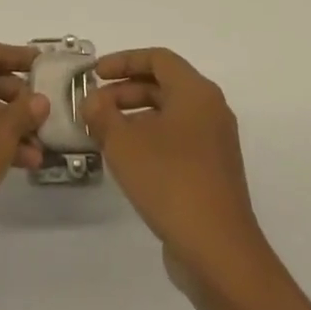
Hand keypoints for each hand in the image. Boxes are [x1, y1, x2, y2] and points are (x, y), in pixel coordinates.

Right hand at [81, 48, 269, 276]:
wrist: (218, 251)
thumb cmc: (170, 182)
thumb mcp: (124, 143)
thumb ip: (102, 114)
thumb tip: (92, 101)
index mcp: (196, 92)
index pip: (157, 58)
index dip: (123, 61)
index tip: (95, 74)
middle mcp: (210, 110)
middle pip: (164, 84)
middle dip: (125, 90)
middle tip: (94, 106)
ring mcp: (214, 143)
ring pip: (169, 114)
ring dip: (134, 116)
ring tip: (103, 133)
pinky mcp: (212, 172)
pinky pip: (177, 139)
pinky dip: (150, 138)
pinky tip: (126, 159)